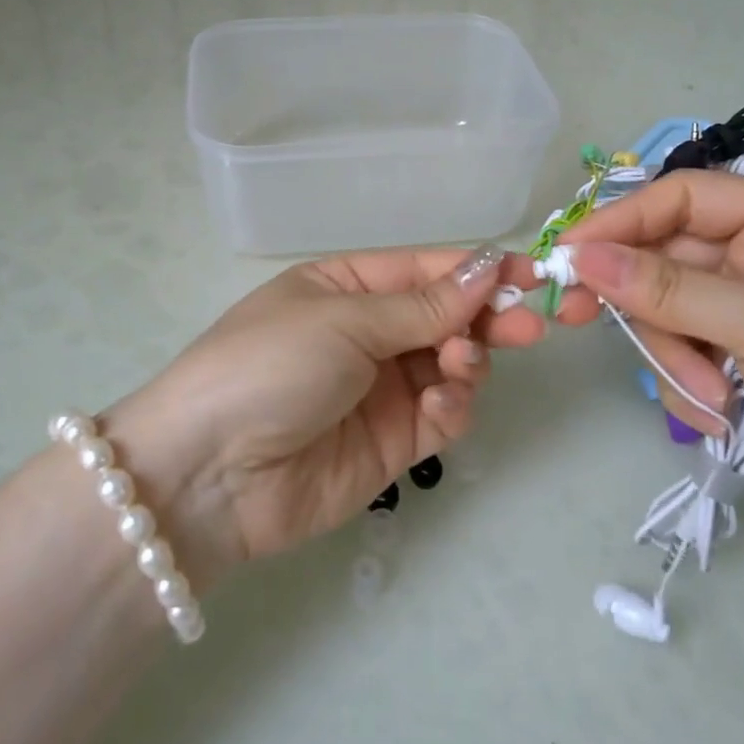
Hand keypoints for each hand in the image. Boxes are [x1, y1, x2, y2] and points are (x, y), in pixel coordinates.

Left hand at [102, 245, 545, 589]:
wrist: (210, 475)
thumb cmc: (269, 366)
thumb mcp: (342, 321)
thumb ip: (421, 305)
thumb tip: (487, 268)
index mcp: (345, 288)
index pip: (425, 270)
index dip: (478, 270)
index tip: (533, 273)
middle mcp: (366, 333)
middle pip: (445, 317)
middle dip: (487, 318)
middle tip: (530, 325)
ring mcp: (380, 390)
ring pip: (452, 365)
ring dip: (468, 360)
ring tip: (460, 363)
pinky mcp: (392, 443)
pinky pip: (442, 416)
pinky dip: (453, 407)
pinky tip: (441, 405)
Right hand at [554, 171, 743, 552]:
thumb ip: (665, 287)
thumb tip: (580, 256)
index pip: (679, 198)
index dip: (620, 221)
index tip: (566, 255)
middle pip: (662, 259)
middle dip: (640, 303)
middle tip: (573, 318)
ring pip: (664, 313)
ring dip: (674, 356)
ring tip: (712, 396)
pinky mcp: (739, 360)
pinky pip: (681, 355)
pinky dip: (689, 385)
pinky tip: (724, 415)